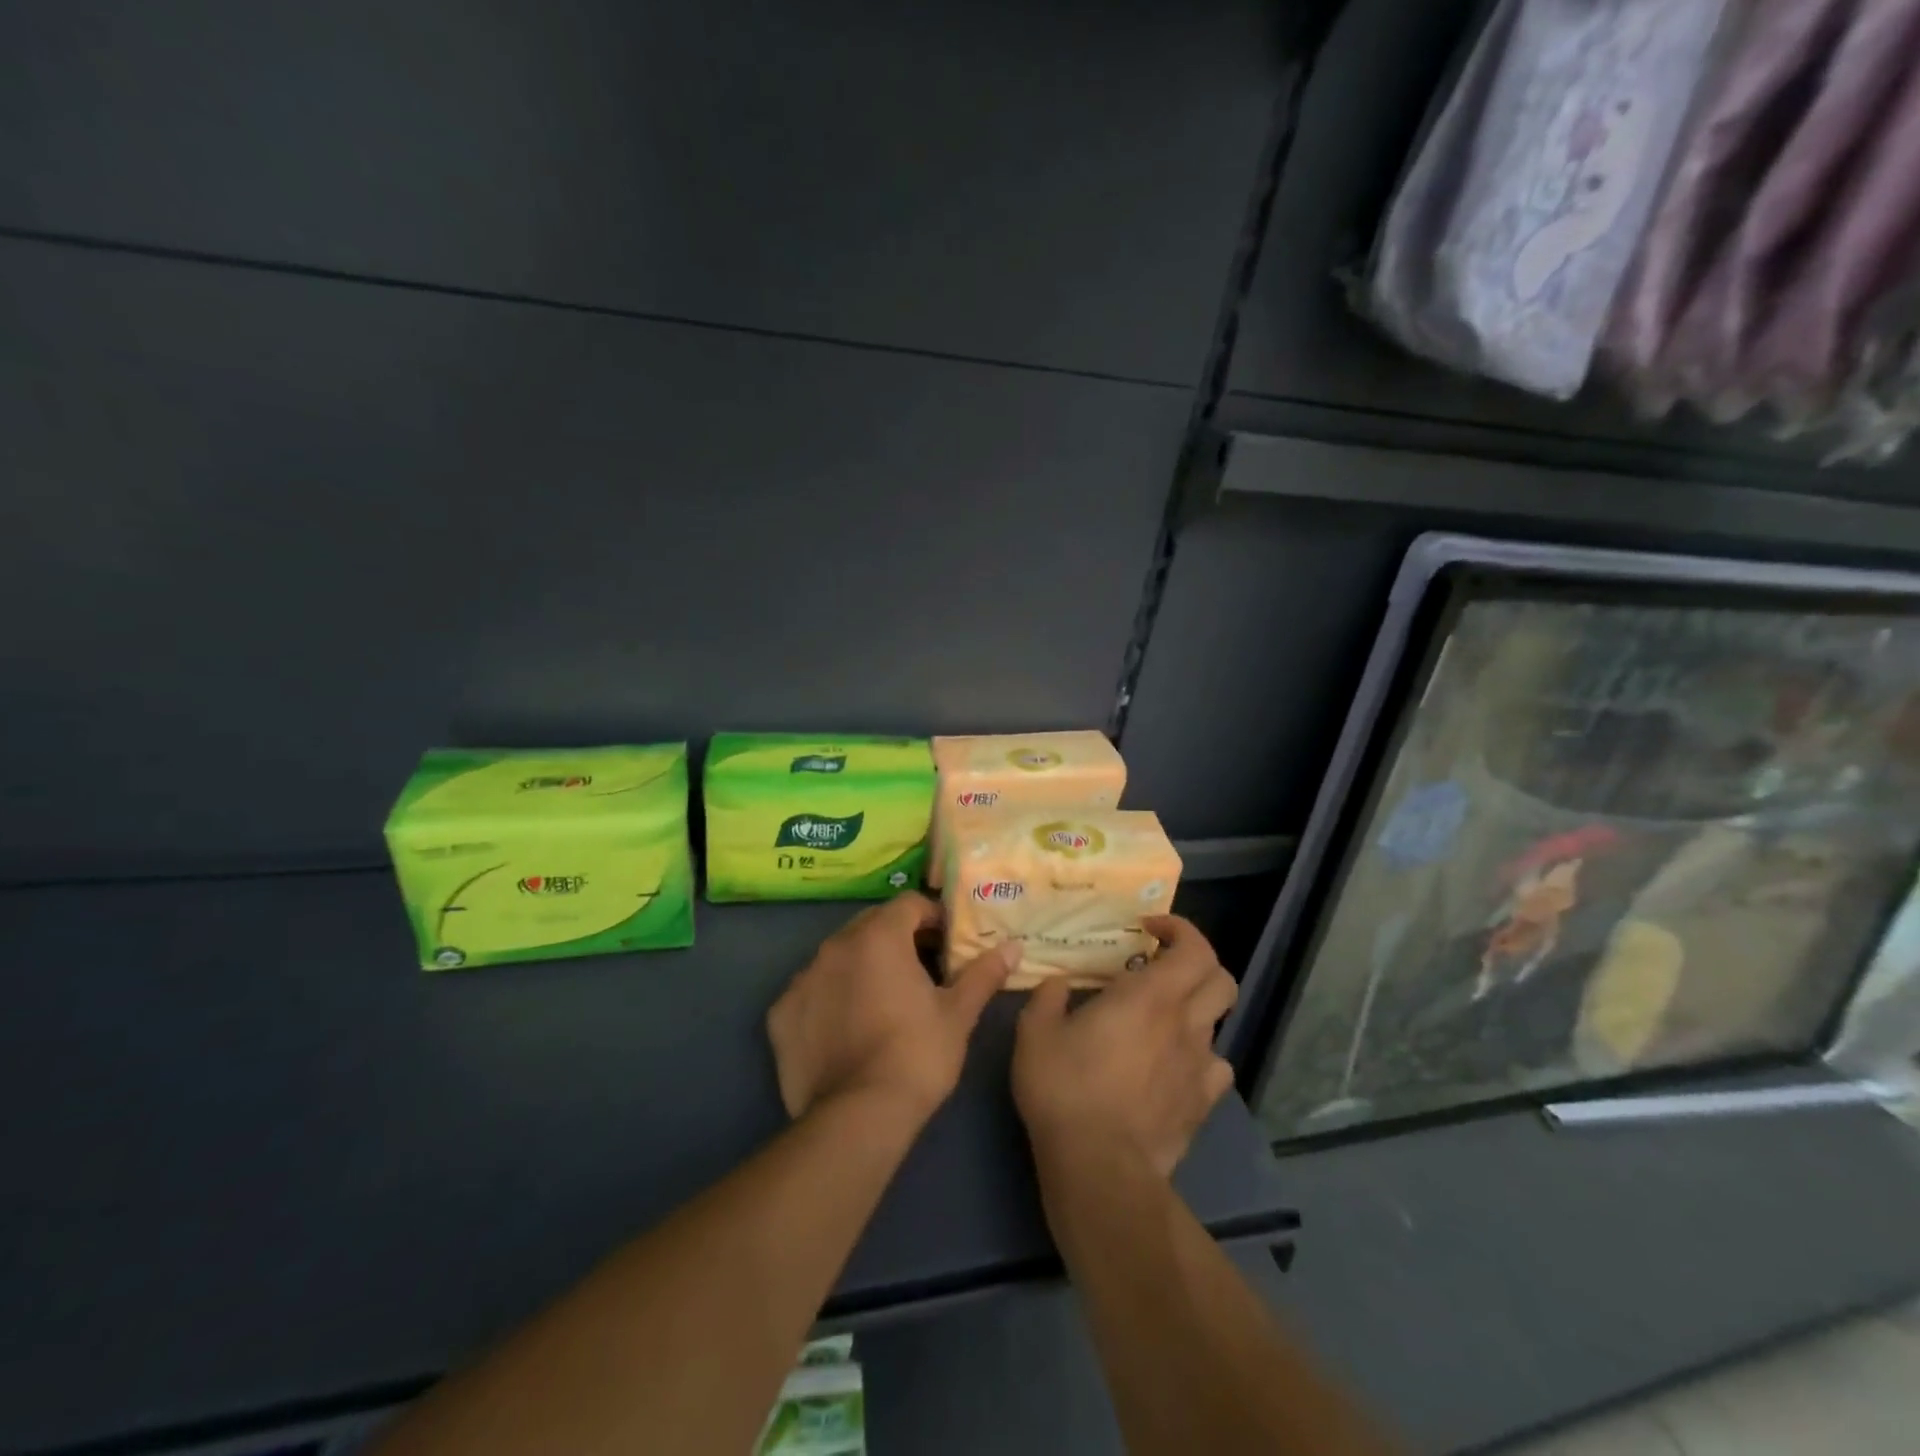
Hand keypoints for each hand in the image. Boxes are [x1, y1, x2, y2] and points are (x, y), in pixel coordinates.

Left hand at [768, 892, 1017, 1124]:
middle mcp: (834, 946)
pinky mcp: (780, 1014)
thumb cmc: (917, 1055)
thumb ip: (983, 973)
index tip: (947, 944)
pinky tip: (845, 1029)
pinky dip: (829, 998)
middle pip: (870, 925)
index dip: (932, 918)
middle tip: (920, 970)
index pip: (908, 904)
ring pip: (838, 956)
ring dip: (861, 966)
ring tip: (882, 1000)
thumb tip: (1012, 947)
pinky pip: (811, 991)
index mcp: (878, 937)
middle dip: (897, 938)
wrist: (859, 1117)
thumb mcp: (958, 1014)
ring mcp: (802, 979)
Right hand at [1012, 915, 1237, 1179]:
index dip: (1180, 929)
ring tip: (1162, 1020)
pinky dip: (1199, 1058)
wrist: (1099, 1167)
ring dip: (1196, 1011)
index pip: (1194, 947)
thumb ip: (1048, 997)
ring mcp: (1199, 1066)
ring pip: (1219, 1023)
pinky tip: (1173, 1066)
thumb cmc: (1065, 1088)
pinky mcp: (1202, 1105)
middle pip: (1221, 979)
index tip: (1148, 930)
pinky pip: (1215, 1068)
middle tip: (1161, 966)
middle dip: (1197, 963)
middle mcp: (1184, 1023)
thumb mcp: (1035, 1032)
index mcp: (1149, 996)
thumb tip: (1058, 984)